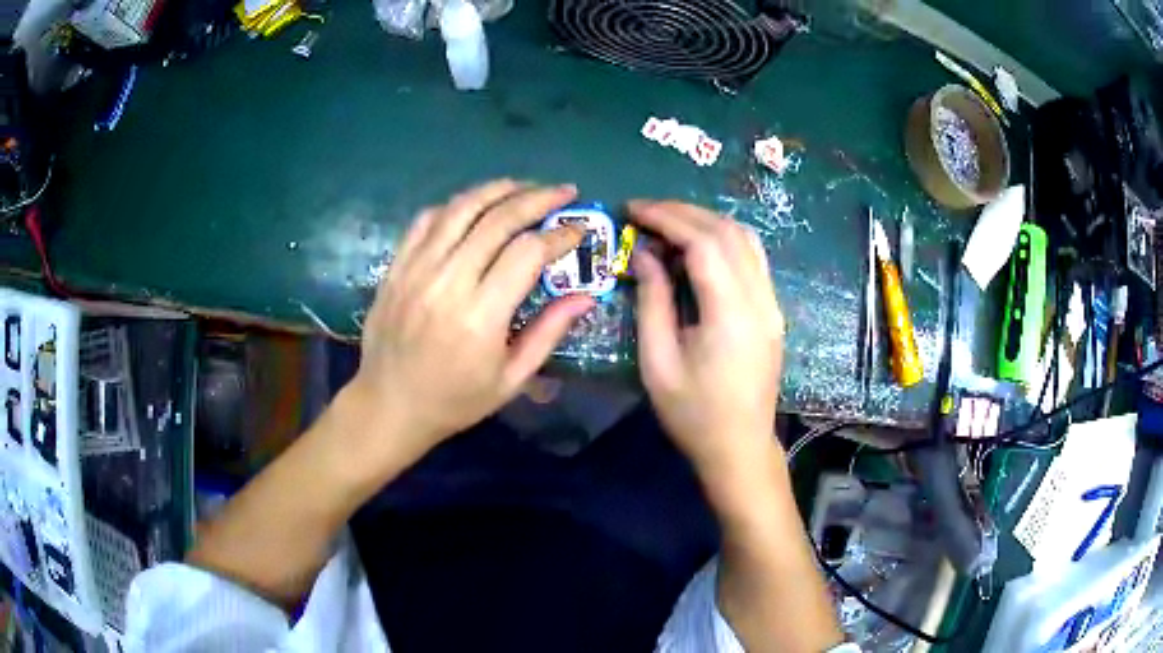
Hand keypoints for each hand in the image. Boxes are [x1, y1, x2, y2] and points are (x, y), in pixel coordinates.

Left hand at [345, 180, 594, 471]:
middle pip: (497, 219)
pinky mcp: (396, 266)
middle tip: (563, 191)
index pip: (527, 253)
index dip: (559, 235)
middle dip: (537, 198)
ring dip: (497, 190)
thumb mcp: (511, 379)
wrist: (389, 405)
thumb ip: (548, 333)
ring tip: (524, 186)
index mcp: (480, 316)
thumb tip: (586, 296)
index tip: (578, 230)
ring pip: (460, 209)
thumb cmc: (455, 400)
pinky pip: (426, 220)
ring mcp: (416, 269)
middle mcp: (447, 282)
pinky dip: (455, 205)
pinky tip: (474, 206)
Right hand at [630, 201, 785, 488]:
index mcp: (731, 314)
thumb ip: (652, 302)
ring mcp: (771, 304)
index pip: (704, 243)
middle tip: (644, 212)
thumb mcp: (658, 363)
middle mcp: (760, 300)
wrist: (740, 447)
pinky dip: (723, 240)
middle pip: (727, 232)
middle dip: (684, 213)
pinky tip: (697, 247)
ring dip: (706, 221)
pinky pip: (752, 258)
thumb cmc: (693, 414)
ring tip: (668, 224)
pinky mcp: (772, 310)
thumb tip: (644, 254)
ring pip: (745, 239)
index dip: (667, 218)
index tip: (633, 209)